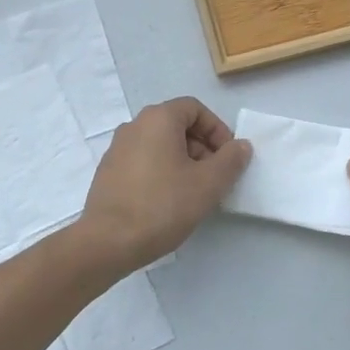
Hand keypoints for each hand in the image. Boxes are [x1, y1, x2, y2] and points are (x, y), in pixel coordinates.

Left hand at [77, 98, 251, 273]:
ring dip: (183, 161)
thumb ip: (230, 161)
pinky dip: (162, 171)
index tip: (228, 158)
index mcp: (157, 119)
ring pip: (160, 144)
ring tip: (194, 193)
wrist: (107, 241)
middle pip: (177, 125)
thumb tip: (241, 146)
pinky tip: (168, 202)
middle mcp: (134, 125)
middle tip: (215, 177)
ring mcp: (117, 148)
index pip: (194, 108)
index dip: (217, 129)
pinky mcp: (108, 171)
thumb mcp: (207, 184)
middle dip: (202, 147)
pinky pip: (143, 161)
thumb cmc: (162, 206)